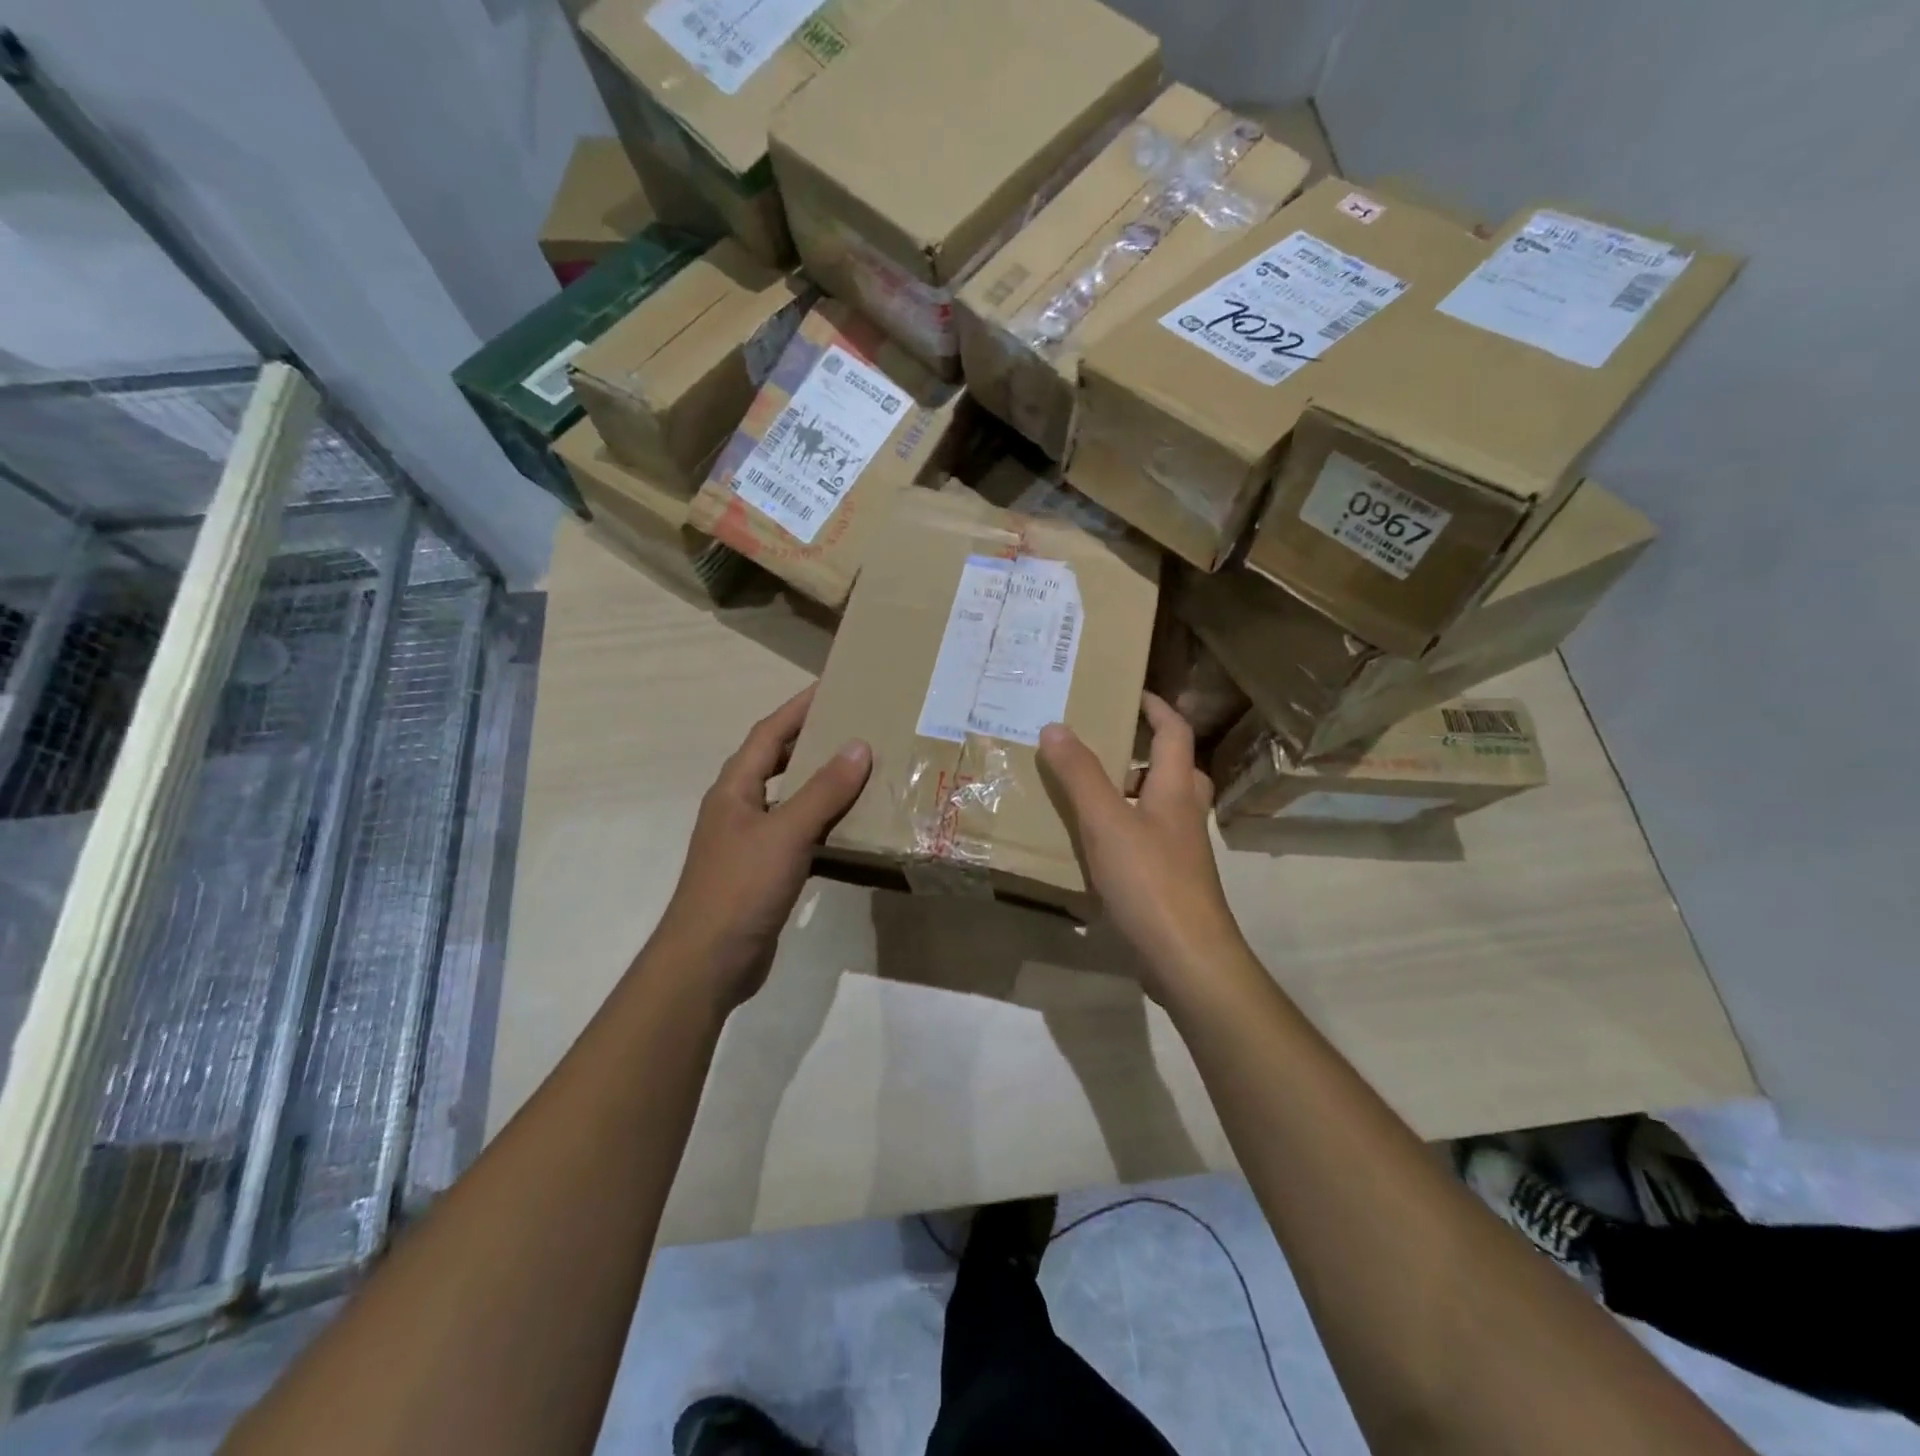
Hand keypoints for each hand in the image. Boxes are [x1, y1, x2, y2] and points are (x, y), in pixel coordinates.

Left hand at [650, 685, 870, 1011]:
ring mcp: (749, 842)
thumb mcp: (786, 833)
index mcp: (735, 789)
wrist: (709, 962)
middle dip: (811, 741)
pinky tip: (852, 829)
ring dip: (821, 784)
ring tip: (862, 771)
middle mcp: (739, 808)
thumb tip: (859, 746)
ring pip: (790, 800)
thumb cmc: (741, 887)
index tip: (832, 687)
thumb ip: (823, 790)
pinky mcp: (763, 872)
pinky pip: (799, 834)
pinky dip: (823, 824)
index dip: (797, 708)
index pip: (768, 734)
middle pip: (777, 762)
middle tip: (855, 726)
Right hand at [1039, 693, 1251, 1002]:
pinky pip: (1150, 841)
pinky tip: (1095, 847)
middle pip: (1175, 770)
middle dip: (1147, 752)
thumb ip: (1079, 775)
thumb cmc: (1149, 881)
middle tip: (1108, 746)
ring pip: (1163, 808)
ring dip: (1134, 793)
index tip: (1132, 693)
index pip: (1174, 733)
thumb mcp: (1105, 822)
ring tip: (1091, 793)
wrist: (1186, 958)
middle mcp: (1185, 815)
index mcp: (1175, 790)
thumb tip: (1055, 727)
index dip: (1157, 708)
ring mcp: (1182, 853)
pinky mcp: (1171, 883)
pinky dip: (1127, 831)